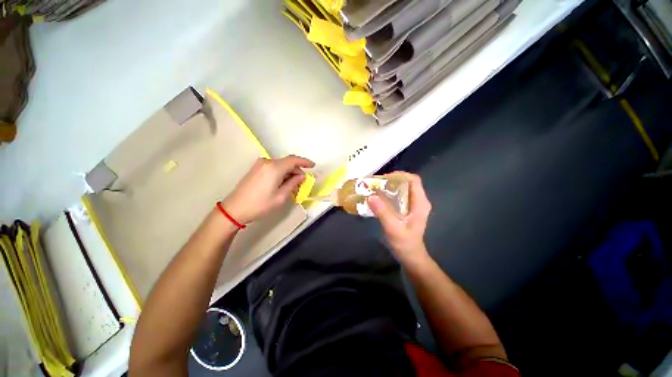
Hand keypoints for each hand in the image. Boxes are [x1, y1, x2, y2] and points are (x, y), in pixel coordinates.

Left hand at [221, 155, 314, 223]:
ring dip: (289, 173)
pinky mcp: (256, 169)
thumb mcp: (281, 196)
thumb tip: (301, 176)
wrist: (235, 209)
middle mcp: (267, 162)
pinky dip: (281, 173)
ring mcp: (260, 164)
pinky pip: (273, 167)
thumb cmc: (260, 204)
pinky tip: (283, 183)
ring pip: (281, 165)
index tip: (313, 166)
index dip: (305, 162)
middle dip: (297, 171)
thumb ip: (293, 183)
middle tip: (302, 183)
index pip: (293, 160)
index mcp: (274, 168)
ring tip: (293, 185)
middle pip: (287, 162)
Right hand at [368, 172, 431, 261]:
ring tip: (376, 188)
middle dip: (392, 180)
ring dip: (390, 186)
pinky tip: (379, 197)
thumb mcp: (393, 228)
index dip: (400, 175)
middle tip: (376, 183)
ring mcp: (414, 205)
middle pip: (407, 182)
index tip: (384, 178)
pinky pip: (400, 195)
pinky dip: (390, 193)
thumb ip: (383, 212)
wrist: (411, 256)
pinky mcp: (409, 209)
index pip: (414, 180)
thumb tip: (371, 196)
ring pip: (403, 188)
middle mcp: (419, 201)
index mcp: (420, 203)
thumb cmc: (404, 243)